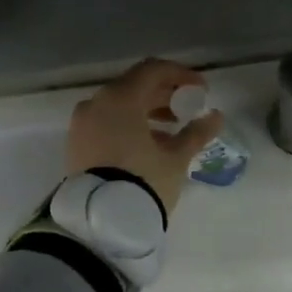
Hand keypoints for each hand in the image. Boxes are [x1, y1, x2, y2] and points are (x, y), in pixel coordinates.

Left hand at [67, 59, 224, 216]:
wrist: (101, 221)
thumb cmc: (143, 181)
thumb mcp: (175, 159)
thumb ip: (196, 133)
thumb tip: (216, 116)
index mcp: (120, 98)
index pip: (153, 70)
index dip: (181, 75)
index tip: (201, 90)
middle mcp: (96, 103)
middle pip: (134, 86)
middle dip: (163, 95)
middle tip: (187, 109)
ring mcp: (82, 124)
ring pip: (118, 106)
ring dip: (146, 112)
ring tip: (171, 132)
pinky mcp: (76, 145)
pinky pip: (105, 123)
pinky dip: (127, 126)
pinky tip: (148, 146)